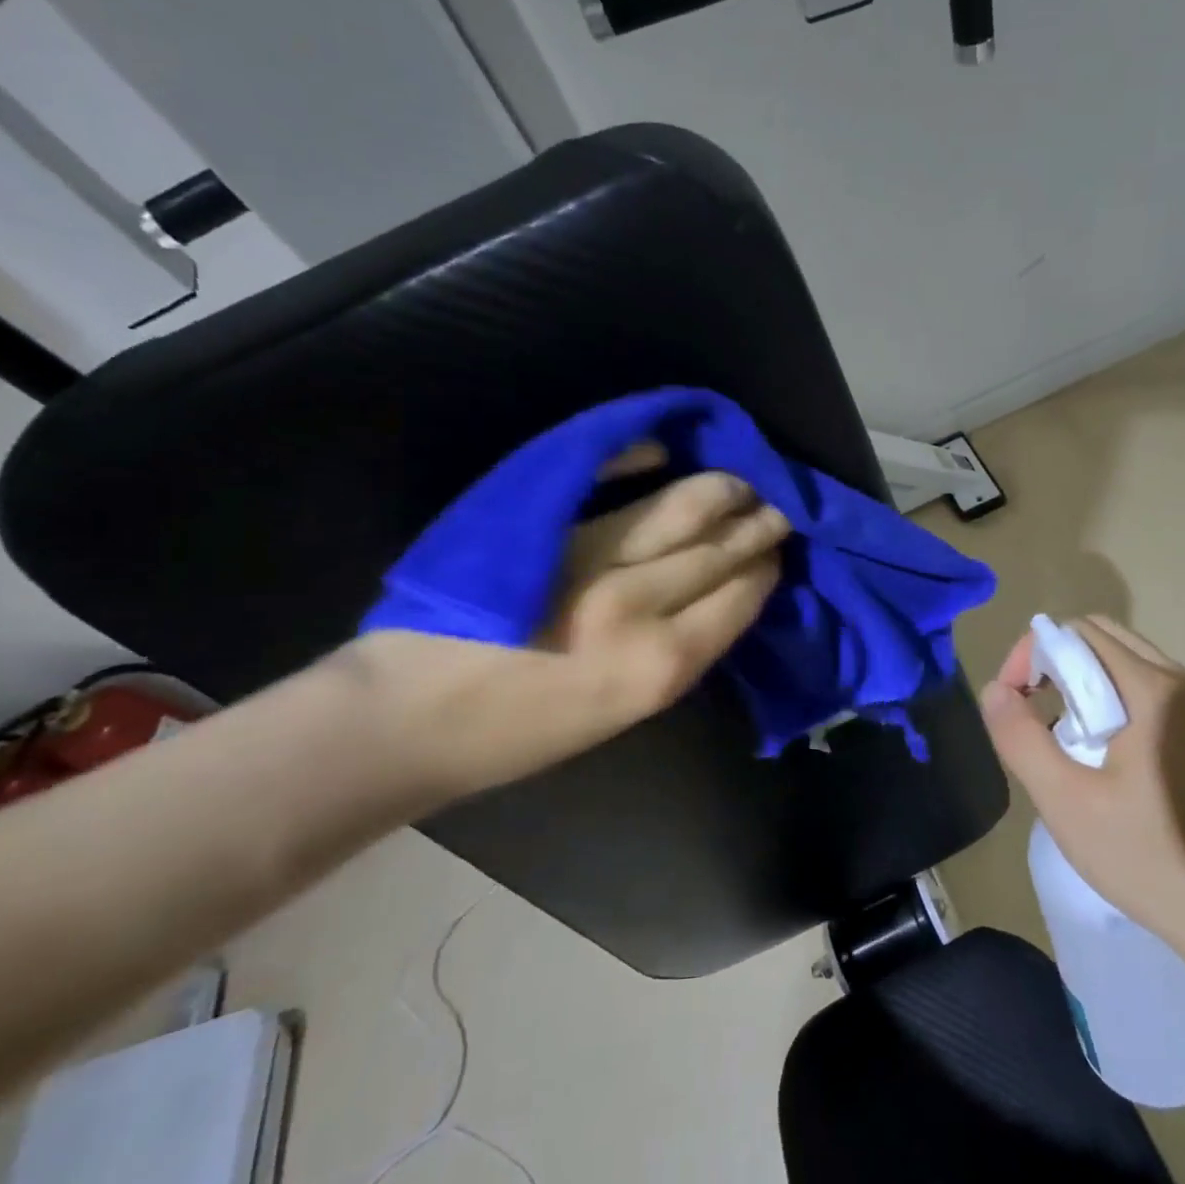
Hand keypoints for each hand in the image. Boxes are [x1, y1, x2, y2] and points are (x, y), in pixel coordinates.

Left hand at [350, 445, 787, 797]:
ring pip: (680, 507)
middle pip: (718, 547)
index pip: (740, 595)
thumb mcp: (624, 713)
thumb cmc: (522, 733)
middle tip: (775, 506)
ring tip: (739, 482)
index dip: (765, 567)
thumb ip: (679, 651)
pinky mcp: (544, 526)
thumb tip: (723, 596)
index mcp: (661, 666)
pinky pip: (608, 478)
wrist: (409, 720)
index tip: (775, 552)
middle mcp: (636, 606)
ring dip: (720, 488)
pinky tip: (663, 450)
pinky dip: (640, 457)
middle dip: (756, 523)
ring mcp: (589, 558)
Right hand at [978, 615, 1184, 965]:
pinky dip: (1111, 699)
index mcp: (1150, 688)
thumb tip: (995, 690)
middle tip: (1031, 711)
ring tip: (1063, 737)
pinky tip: (1103, 754)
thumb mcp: (1066, 802)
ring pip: (1125, 661)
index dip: (1031, 654)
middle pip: (1102, 637)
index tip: (1011, 700)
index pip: (1076, 632)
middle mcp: (1180, 681)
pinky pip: (1147, 689)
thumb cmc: (1150, 858)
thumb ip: (1021, 738)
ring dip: (1082, 681)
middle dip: (1055, 662)